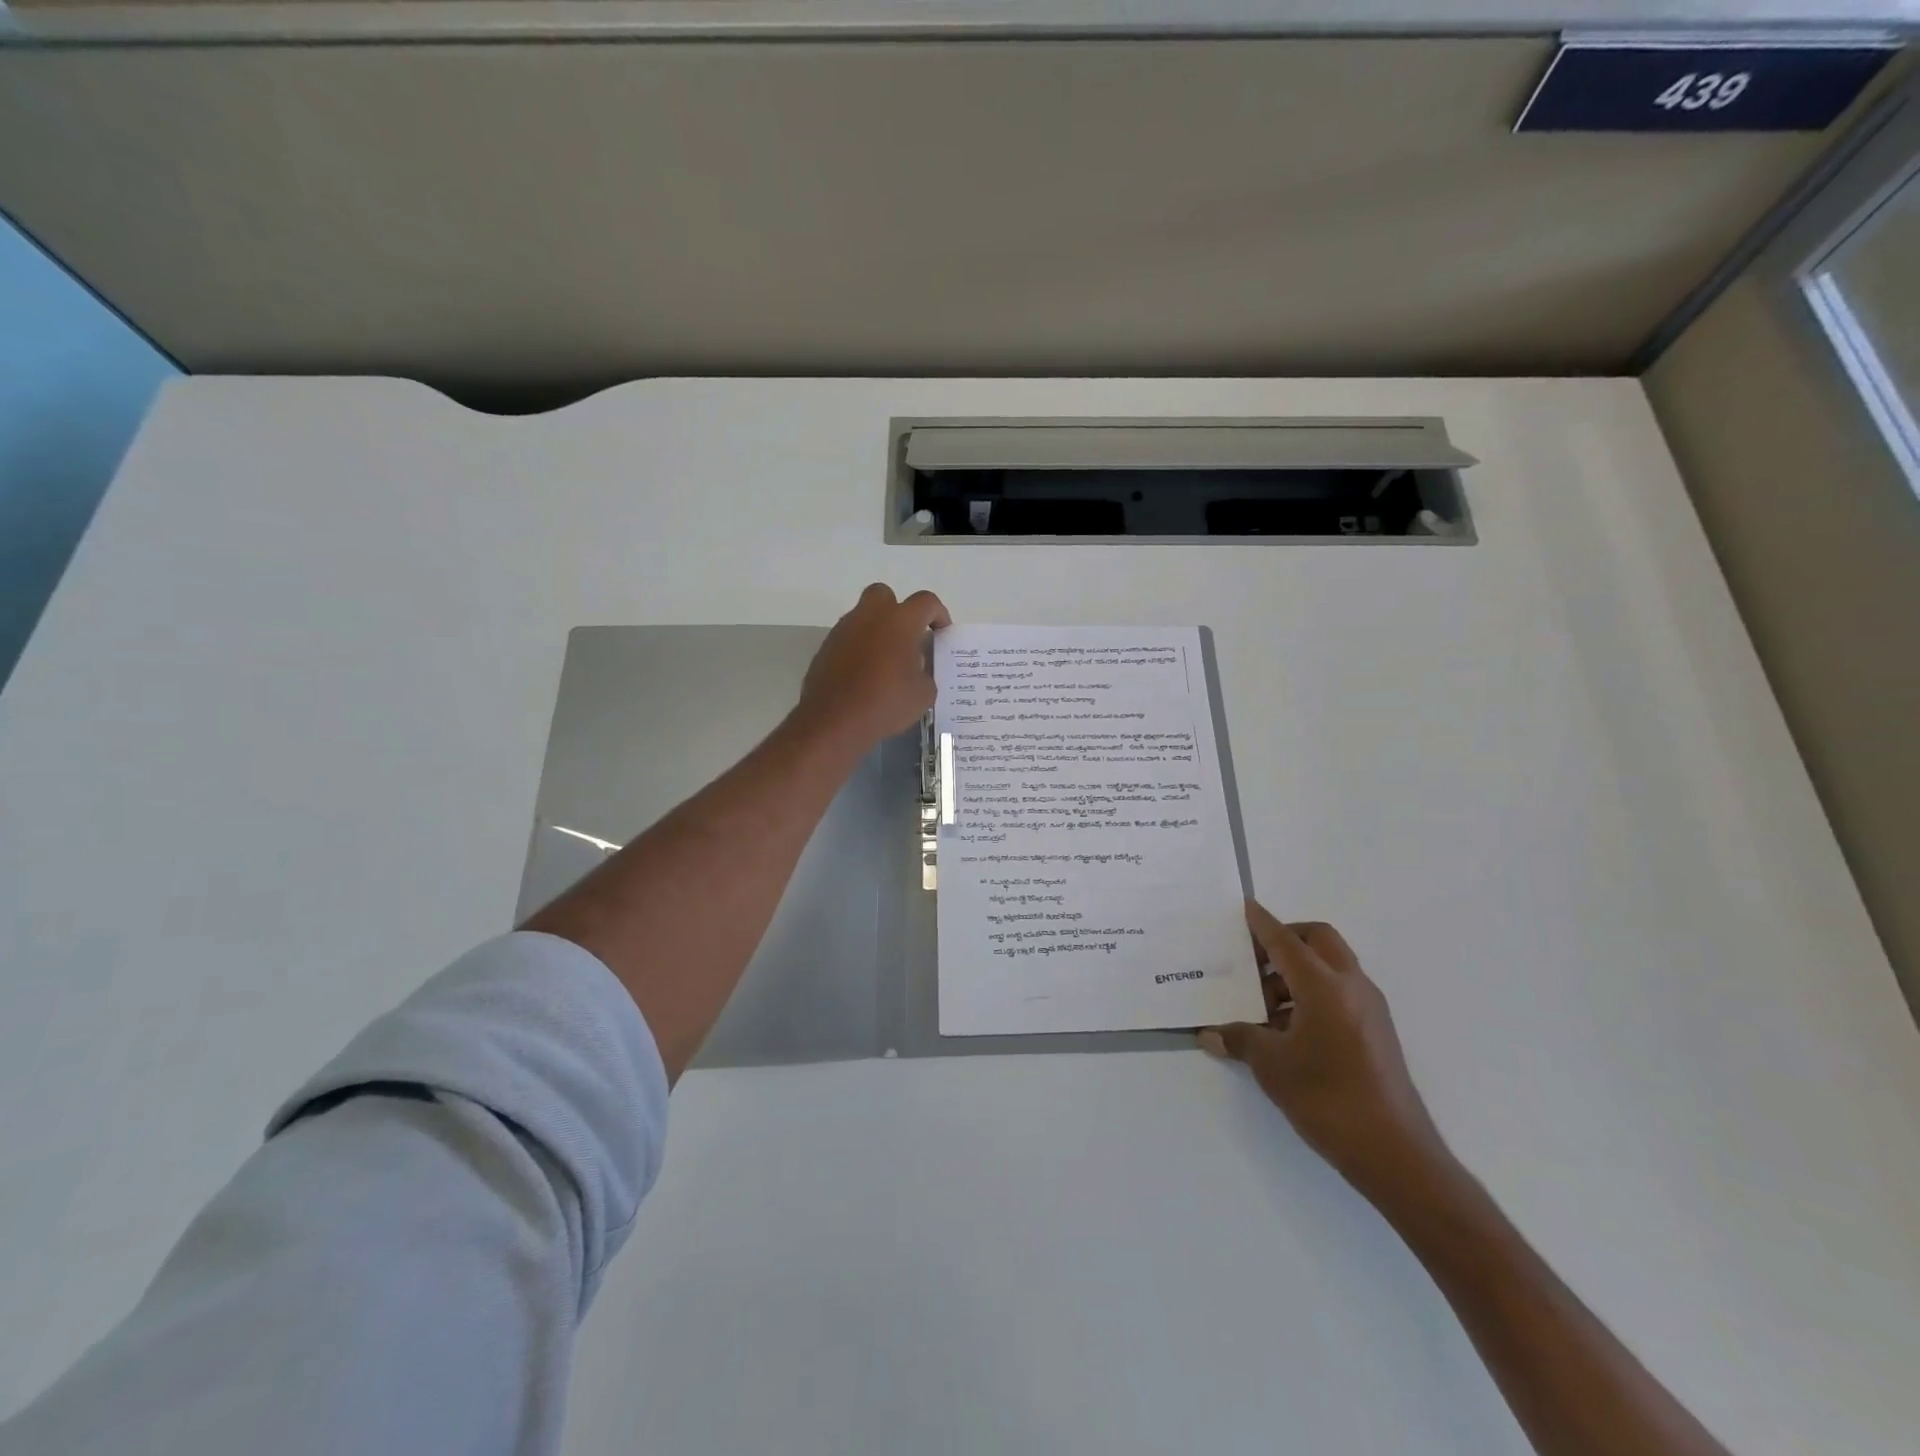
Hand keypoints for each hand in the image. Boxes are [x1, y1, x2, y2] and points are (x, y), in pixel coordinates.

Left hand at [795, 584, 951, 750]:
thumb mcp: (923, 694)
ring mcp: (844, 630)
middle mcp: (869, 616)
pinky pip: (849, 638)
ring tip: (887, 661)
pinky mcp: (826, 648)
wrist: (833, 721)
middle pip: (885, 595)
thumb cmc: (885, 703)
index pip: (926, 602)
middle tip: (907, 638)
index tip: (941, 634)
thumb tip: (916, 669)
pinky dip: (859, 648)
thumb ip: (925, 673)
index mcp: (899, 621)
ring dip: (877, 630)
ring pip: (864, 616)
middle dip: (899, 610)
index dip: (939, 614)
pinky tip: (865, 674)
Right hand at [1201, 902, 1450, 1202]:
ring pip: (1330, 967)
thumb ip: (1239, 1040)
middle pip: (1318, 940)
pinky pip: (1339, 993)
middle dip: (1286, 938)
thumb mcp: (1271, 1066)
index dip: (1262, 924)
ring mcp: (1369, 1009)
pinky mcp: (1377, 1031)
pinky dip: (1312, 994)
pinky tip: (1287, 1028)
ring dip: (1296, 972)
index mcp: (1324, 986)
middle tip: (1254, 956)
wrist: (1395, 1153)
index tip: (1245, 908)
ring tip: (1262, 1003)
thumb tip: (1209, 1034)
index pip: (1286, 941)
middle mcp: (1351, 986)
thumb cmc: (1327, 1098)